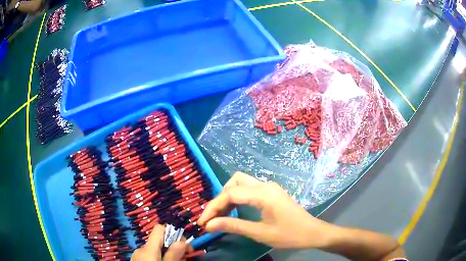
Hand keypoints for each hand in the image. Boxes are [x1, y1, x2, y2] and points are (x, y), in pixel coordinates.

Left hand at [131, 224, 187, 260]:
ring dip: (167, 253)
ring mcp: (137, 254)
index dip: (174, 233)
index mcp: (147, 248)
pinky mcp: (137, 260)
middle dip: (173, 247)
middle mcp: (141, 248)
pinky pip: (150, 255)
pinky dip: (159, 257)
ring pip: (156, 249)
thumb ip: (173, 254)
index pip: (160, 228)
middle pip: (159, 240)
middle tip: (184, 257)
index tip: (185, 245)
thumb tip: (182, 241)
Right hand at [197, 172, 334, 248]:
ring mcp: (270, 188)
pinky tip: (234, 211)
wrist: (313, 232)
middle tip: (213, 217)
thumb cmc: (289, 234)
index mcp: (263, 193)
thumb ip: (233, 226)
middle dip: (220, 199)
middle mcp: (265, 185)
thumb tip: (209, 225)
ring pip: (241, 183)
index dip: (213, 207)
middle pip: (234, 182)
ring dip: (228, 197)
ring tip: (220, 215)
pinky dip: (238, 198)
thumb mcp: (260, 233)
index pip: (230, 194)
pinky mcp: (272, 193)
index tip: (202, 222)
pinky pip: (249, 190)